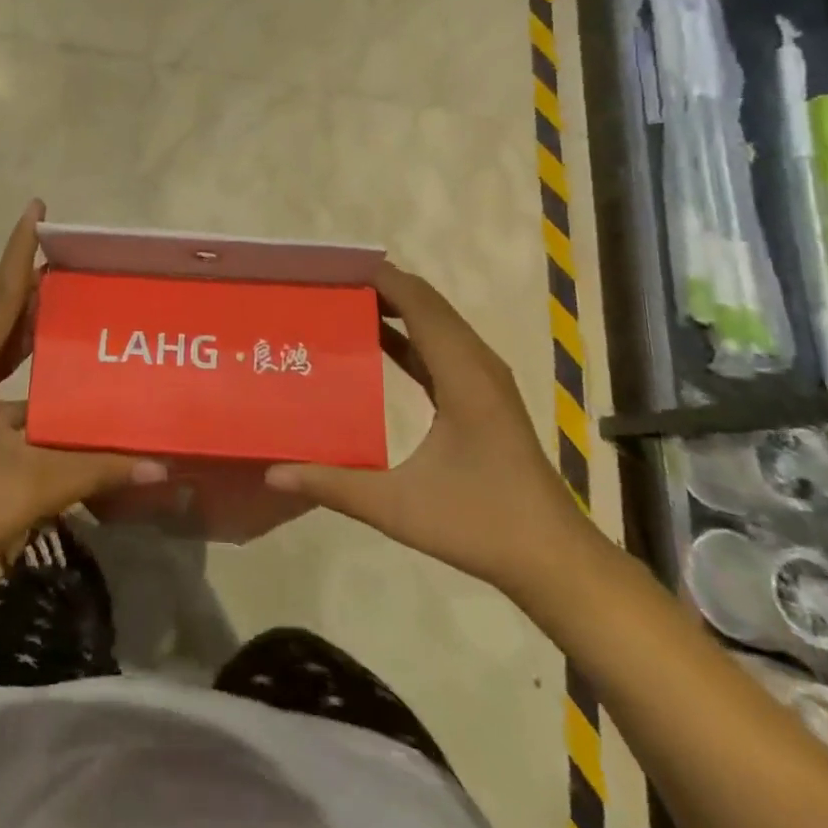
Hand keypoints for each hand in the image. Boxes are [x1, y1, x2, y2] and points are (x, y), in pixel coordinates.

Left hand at [0, 202, 165, 600]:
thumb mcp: (29, 486)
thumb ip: (95, 469)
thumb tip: (160, 464)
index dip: (20, 249)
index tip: (37, 208)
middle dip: (34, 289)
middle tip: (78, 266)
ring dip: (27, 331)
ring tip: (70, 311)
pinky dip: (17, 370)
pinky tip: (51, 384)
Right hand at [265, 263, 592, 595]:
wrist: (554, 559)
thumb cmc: (482, 525)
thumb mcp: (400, 508)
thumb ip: (335, 486)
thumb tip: (273, 473)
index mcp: (463, 373)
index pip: (418, 302)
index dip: (378, 278)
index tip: (331, 268)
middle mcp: (477, 363)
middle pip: (426, 302)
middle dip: (380, 285)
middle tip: (325, 283)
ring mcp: (483, 377)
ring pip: (436, 320)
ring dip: (394, 305)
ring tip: (341, 300)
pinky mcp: (482, 394)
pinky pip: (441, 344)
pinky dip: (408, 332)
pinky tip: (374, 338)